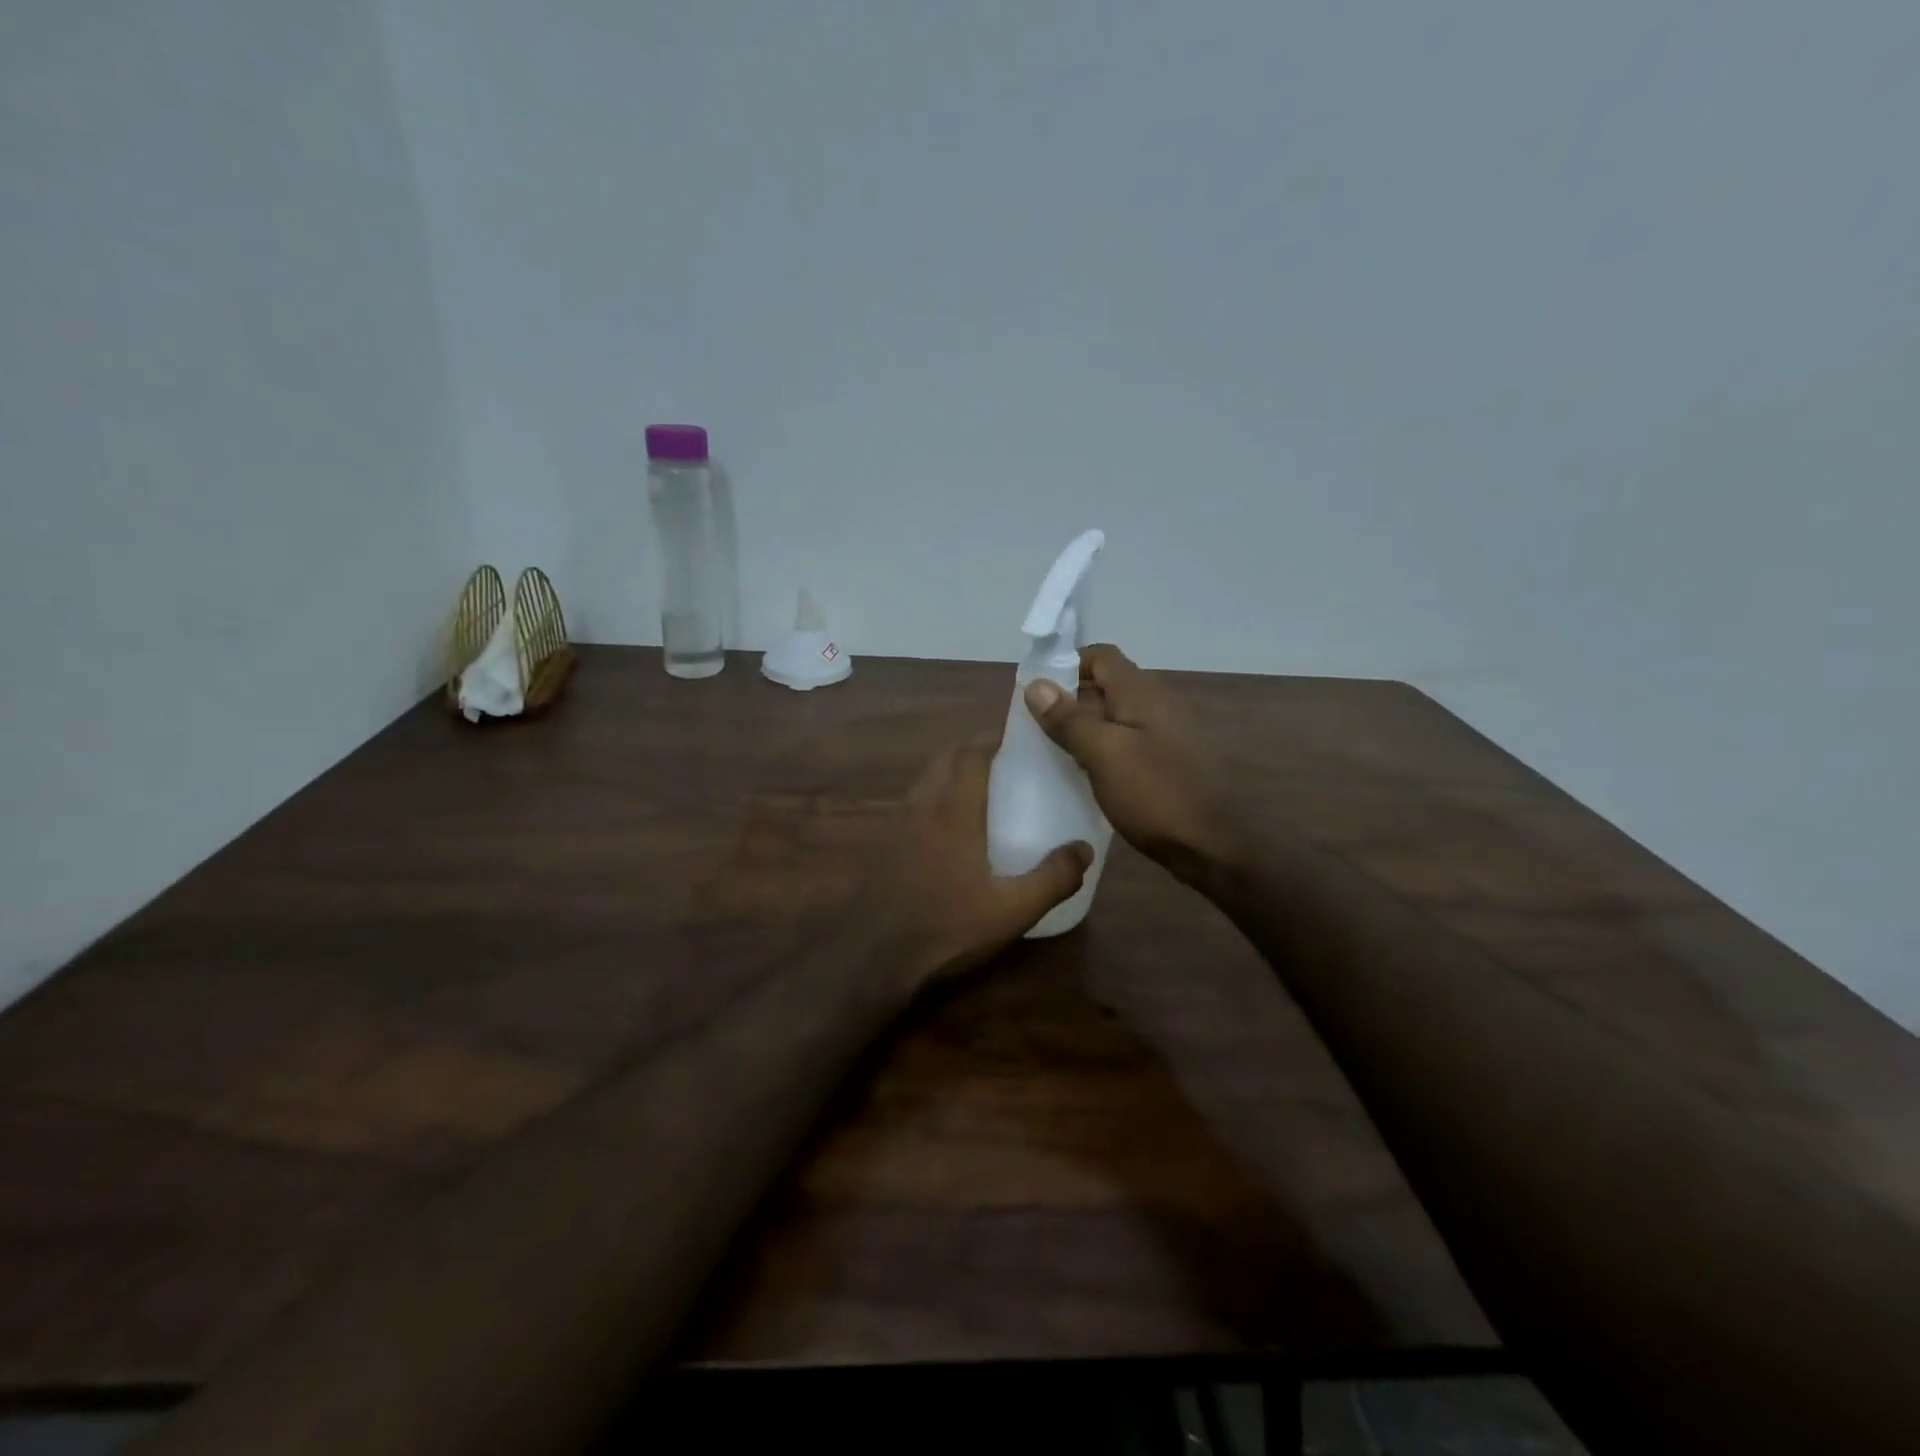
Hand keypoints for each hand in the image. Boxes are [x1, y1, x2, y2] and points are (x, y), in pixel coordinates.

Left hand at [870, 735, 1092, 987]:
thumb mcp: (1013, 910)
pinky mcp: (884, 844)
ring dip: (950, 770)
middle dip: (971, 749)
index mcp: (953, 811)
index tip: (1015, 737)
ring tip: (979, 787)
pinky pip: (913, 802)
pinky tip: (949, 826)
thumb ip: (1054, 878)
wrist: (874, 957)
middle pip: (944, 758)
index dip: (991, 739)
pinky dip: (934, 794)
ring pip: (925, 778)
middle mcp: (922, 806)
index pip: (970, 754)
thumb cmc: (948, 927)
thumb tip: (1084, 849)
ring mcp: (897, 824)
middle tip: (1002, 760)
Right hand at [1023, 643, 1240, 884]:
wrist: (1210, 847)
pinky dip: (1102, 746)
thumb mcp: (1103, 755)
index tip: (1037, 691)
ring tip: (1054, 748)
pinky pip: (1126, 740)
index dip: (1067, 664)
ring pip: (1115, 714)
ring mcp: (1165, 733)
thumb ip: (1069, 719)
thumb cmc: (1154, 794)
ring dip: (1084, 725)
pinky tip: (1085, 771)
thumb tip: (1036, 685)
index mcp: (1141, 693)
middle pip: (1107, 684)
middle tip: (1037, 724)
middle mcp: (1157, 703)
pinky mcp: (1167, 760)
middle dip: (1070, 697)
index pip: (1101, 656)